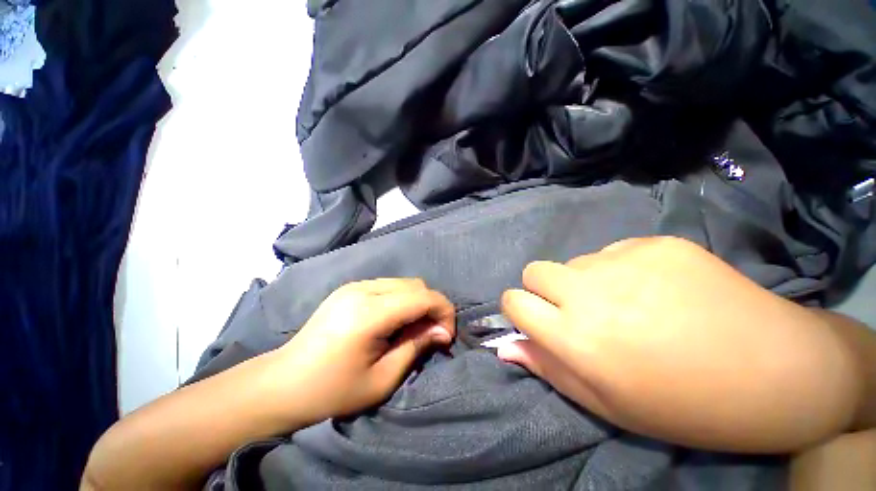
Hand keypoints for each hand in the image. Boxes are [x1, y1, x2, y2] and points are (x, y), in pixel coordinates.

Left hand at [276, 278, 454, 424]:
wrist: (282, 384)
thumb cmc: (331, 392)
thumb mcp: (382, 379)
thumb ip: (416, 347)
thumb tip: (443, 331)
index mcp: (369, 313)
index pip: (422, 296)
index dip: (443, 311)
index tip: (447, 334)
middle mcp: (363, 290)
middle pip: (415, 285)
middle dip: (432, 306)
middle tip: (432, 333)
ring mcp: (355, 285)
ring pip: (403, 283)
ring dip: (418, 302)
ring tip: (414, 328)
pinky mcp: (350, 288)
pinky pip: (389, 286)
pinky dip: (402, 299)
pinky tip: (395, 320)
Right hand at [499, 237, 859, 452]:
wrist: (777, 371)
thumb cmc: (683, 405)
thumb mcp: (607, 402)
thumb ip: (548, 368)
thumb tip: (506, 346)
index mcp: (577, 337)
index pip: (514, 301)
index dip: (517, 307)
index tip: (533, 316)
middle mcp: (590, 292)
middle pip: (535, 270)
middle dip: (542, 288)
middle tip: (575, 307)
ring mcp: (625, 262)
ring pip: (575, 261)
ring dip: (586, 280)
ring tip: (629, 303)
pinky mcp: (656, 244)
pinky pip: (613, 251)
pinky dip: (622, 269)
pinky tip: (659, 289)